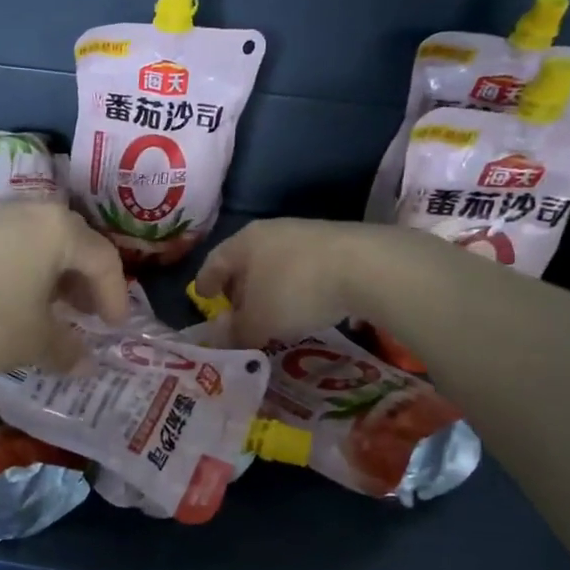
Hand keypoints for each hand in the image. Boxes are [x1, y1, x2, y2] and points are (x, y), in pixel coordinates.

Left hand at [0, 203, 128, 373]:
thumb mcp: (30, 341)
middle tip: (87, 318)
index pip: (103, 259)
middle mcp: (26, 210)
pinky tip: (7, 305)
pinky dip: (19, 276)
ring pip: (35, 246)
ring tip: (49, 315)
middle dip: (83, 284)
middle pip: (71, 245)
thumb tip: (84, 361)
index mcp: (57, 228)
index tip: (113, 329)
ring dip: (50, 280)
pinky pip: (4, 250)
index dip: (115, 297)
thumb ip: (65, 348)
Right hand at [192, 218, 376, 347]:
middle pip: (246, 260)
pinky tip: (305, 304)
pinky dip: (296, 285)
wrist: (366, 266)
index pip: (215, 261)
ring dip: (269, 287)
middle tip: (237, 310)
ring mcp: (306, 233)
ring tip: (273, 311)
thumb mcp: (259, 322)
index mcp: (244, 242)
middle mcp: (271, 231)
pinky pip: (303, 266)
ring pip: (276, 262)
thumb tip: (219, 338)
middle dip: (239, 286)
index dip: (206, 281)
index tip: (202, 296)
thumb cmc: (296, 291)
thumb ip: (235, 332)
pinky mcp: (336, 242)